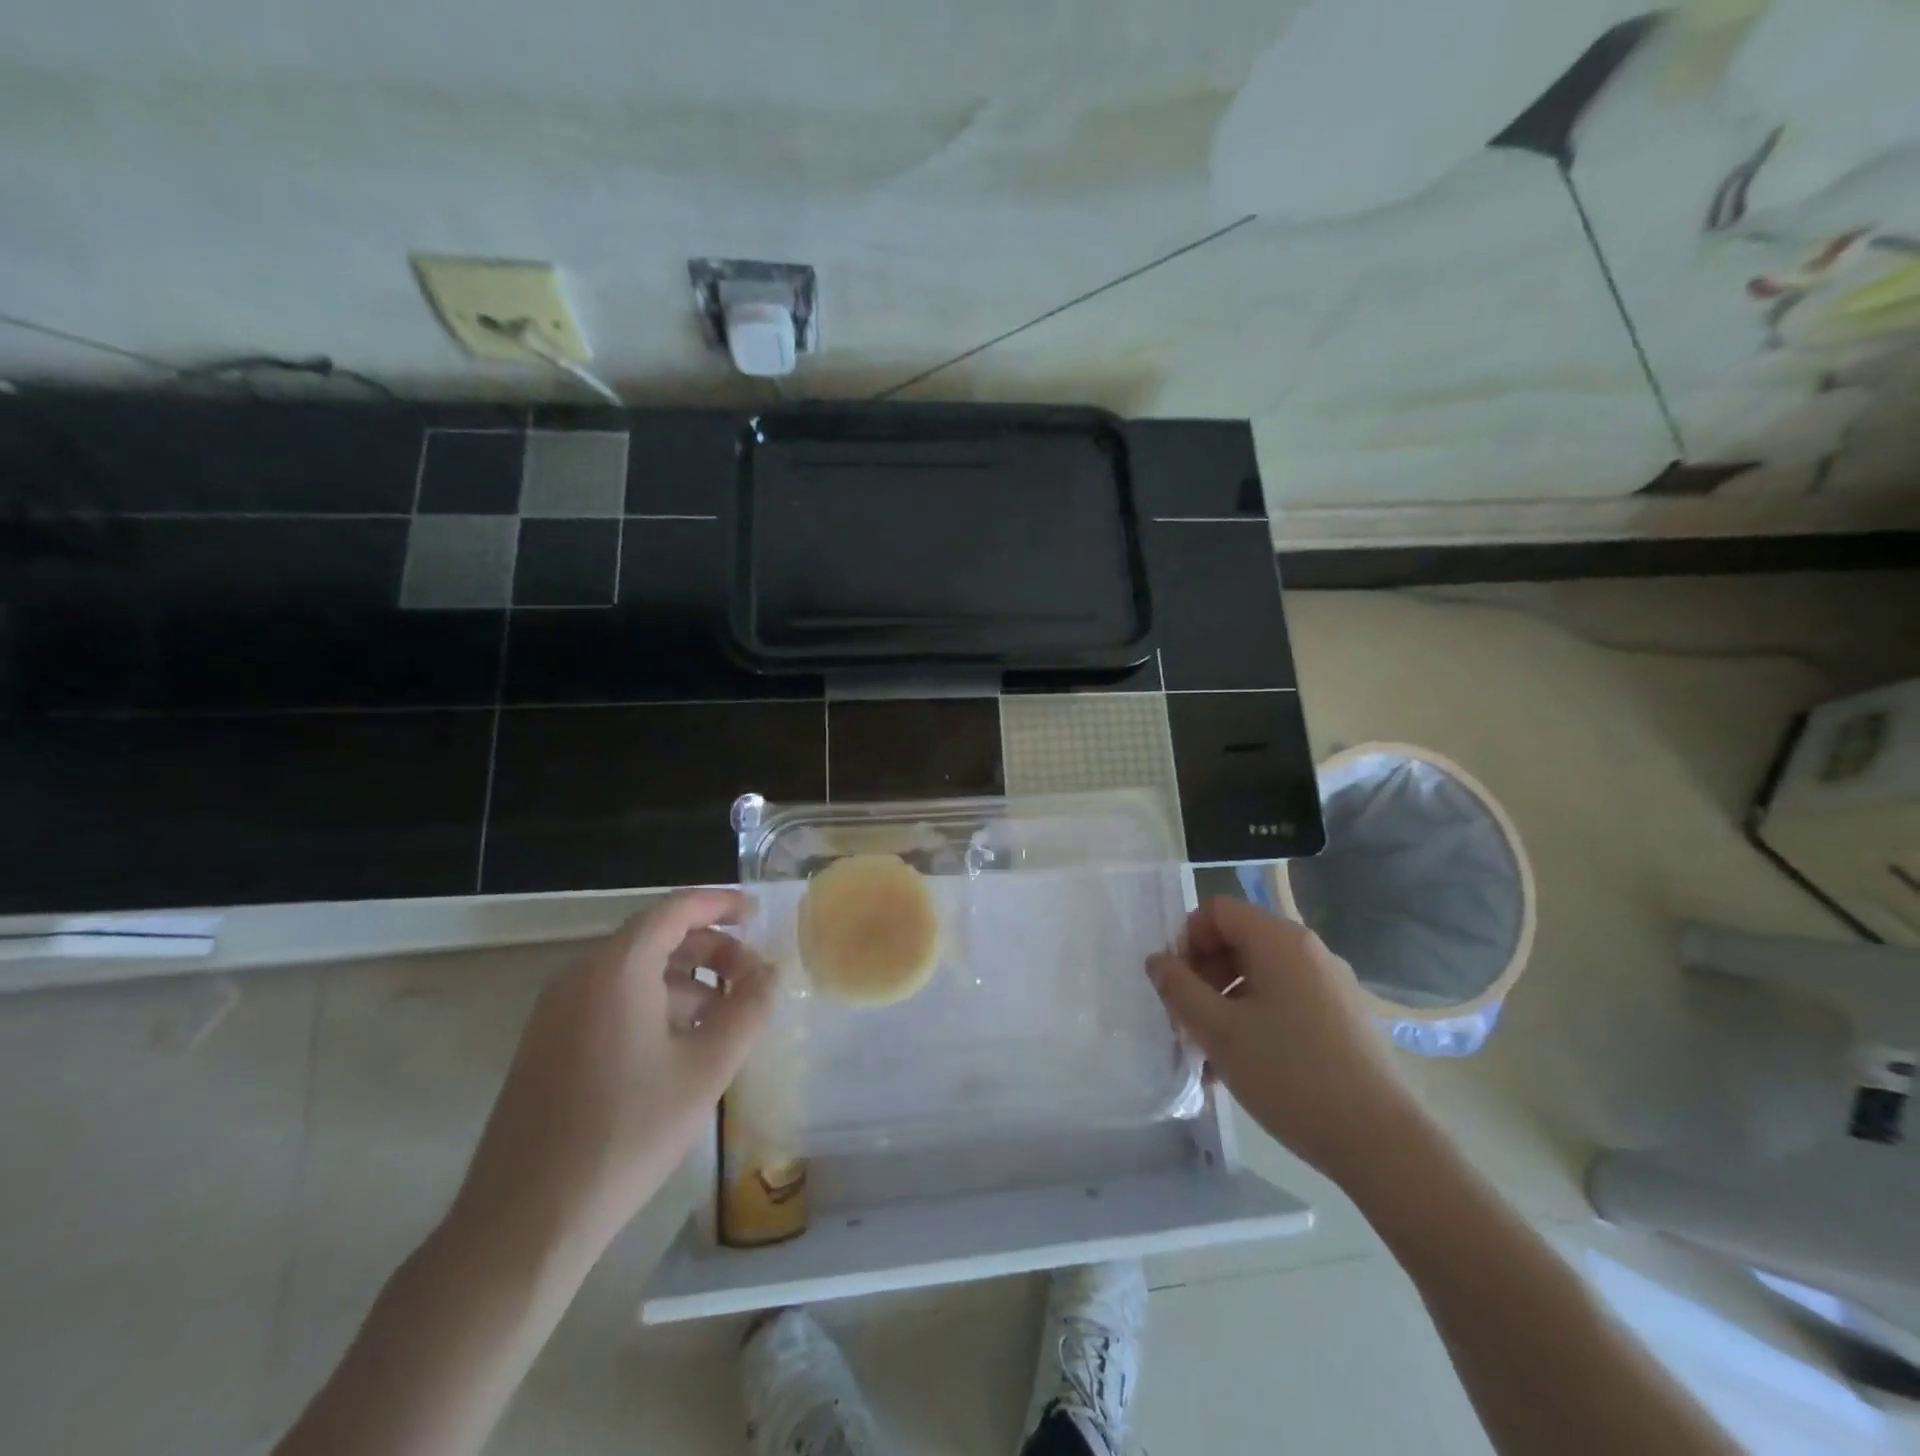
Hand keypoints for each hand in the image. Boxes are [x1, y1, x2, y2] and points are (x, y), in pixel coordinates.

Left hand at [449, 890, 776, 1261]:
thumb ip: (749, 1009)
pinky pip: (610, 1000)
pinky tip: (680, 1043)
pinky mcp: (547, 1044)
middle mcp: (581, 975)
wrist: (526, 1221)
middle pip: (655, 937)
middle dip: (710, 949)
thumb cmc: (627, 1133)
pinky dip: (654, 1002)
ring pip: (633, 971)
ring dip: (685, 979)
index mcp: (618, 968)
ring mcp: (556, 1011)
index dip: (721, 904)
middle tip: (751, 978)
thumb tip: (770, 972)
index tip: (758, 914)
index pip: (676, 908)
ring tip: (725, 1015)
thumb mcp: (707, 1068)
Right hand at [1148, 896, 1417, 1186]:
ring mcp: (1330, 984)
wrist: (1381, 1143)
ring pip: (1259, 975)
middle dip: (1203, 975)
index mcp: (1279, 940)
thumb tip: (1158, 961)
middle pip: (1237, 940)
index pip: (1216, 910)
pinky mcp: (1343, 1017)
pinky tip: (1243, 1066)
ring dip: (1225, 1002)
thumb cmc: (1290, 1075)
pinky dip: (1255, 1019)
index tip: (1176, 985)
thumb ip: (1179, 988)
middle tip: (1187, 1020)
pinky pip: (1285, 1000)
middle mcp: (1308, 950)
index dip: (1186, 939)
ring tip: (1209, 1053)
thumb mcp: (1218, 1031)